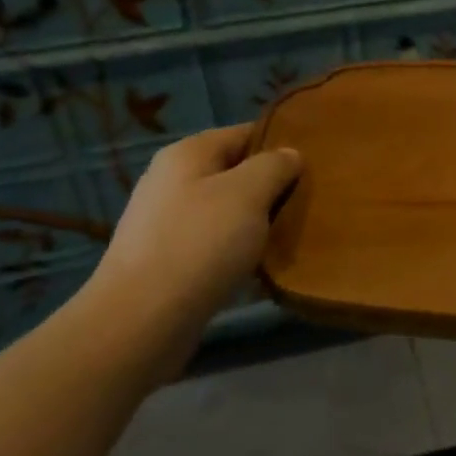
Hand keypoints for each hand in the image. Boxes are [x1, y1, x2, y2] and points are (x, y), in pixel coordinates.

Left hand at [85, 125, 300, 331]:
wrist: (140, 322)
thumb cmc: (199, 244)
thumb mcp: (248, 193)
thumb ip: (274, 166)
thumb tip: (289, 154)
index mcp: (188, 154)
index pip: (244, 133)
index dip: (280, 143)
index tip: (315, 163)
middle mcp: (171, 181)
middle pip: (235, 173)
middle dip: (271, 187)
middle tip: (309, 202)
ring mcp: (165, 223)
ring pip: (226, 211)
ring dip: (256, 222)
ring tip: (291, 235)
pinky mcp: (166, 261)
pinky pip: (213, 245)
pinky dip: (237, 251)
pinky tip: (261, 267)